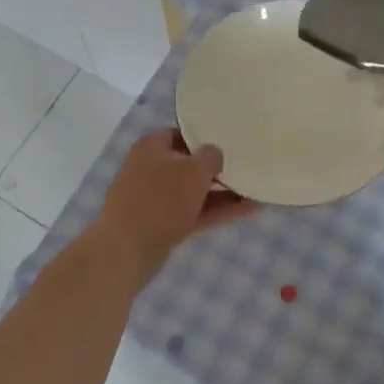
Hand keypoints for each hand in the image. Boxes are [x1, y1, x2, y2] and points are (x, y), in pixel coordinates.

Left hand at [94, 130, 258, 282]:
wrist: (126, 251)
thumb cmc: (160, 200)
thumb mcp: (194, 171)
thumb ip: (211, 156)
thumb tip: (215, 154)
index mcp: (152, 146)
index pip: (183, 132)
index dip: (206, 136)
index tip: (230, 140)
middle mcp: (151, 168)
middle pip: (189, 163)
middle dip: (218, 167)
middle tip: (248, 165)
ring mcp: (155, 199)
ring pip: (194, 191)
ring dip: (223, 192)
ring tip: (257, 190)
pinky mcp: (161, 225)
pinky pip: (194, 212)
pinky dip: (217, 211)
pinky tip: (249, 211)